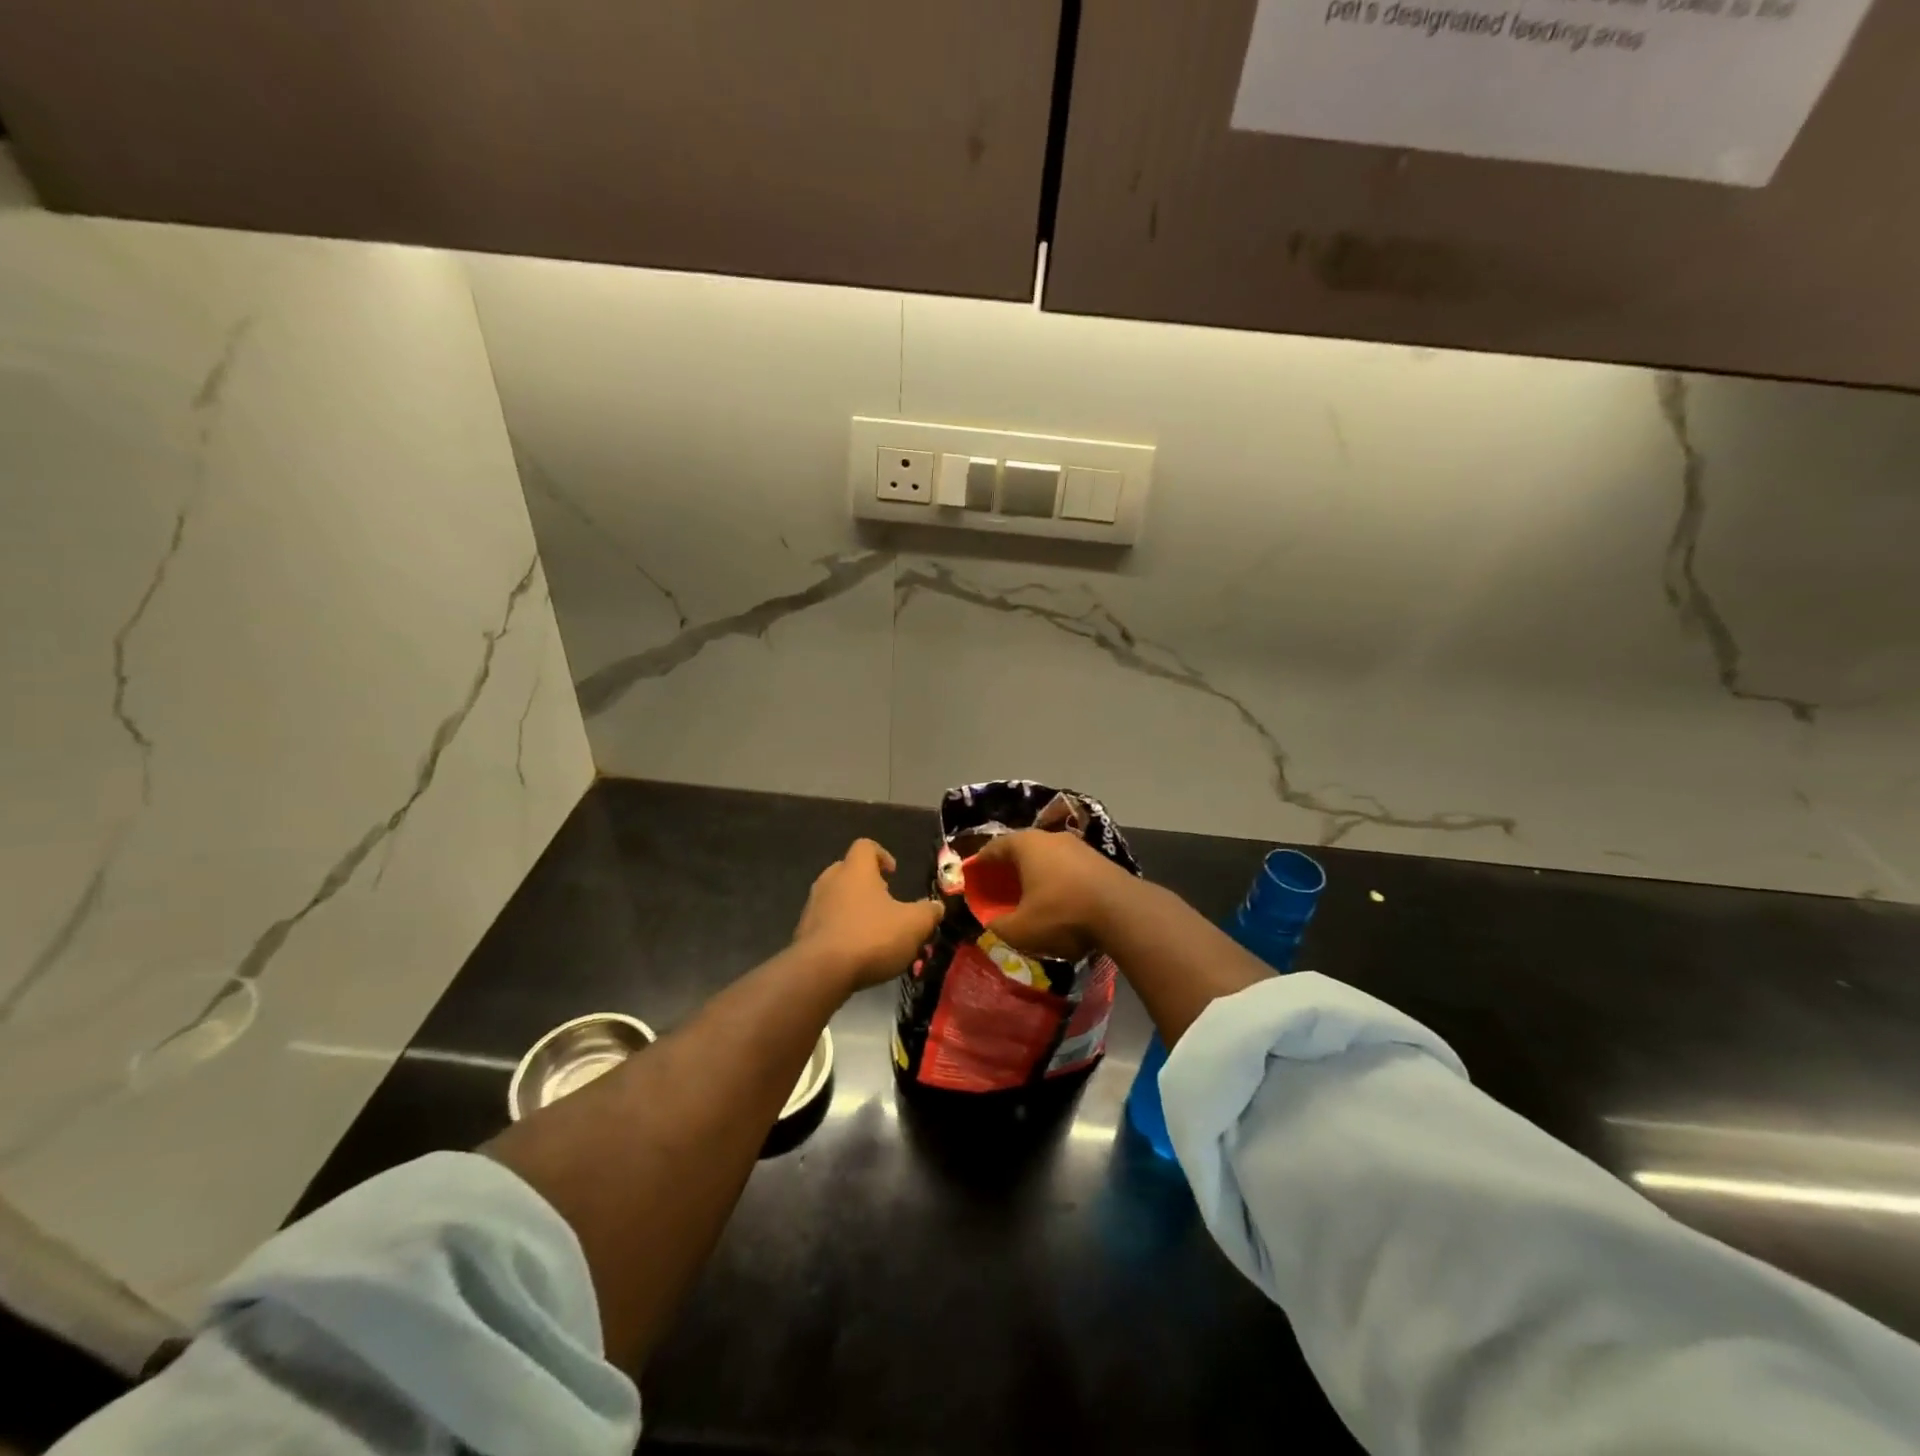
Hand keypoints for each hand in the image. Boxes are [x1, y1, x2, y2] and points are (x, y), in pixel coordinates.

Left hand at [792, 839, 943, 990]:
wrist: (820, 972)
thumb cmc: (871, 937)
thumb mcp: (913, 925)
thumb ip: (928, 913)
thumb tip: (936, 907)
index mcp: (855, 870)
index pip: (865, 846)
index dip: (881, 854)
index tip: (893, 873)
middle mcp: (829, 881)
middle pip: (847, 870)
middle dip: (865, 884)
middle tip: (884, 903)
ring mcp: (812, 907)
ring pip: (834, 898)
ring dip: (851, 909)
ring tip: (871, 931)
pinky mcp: (803, 933)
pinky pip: (824, 923)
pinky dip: (839, 931)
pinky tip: (853, 952)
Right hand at [971, 830, 1136, 960]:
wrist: (1123, 912)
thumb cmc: (1062, 914)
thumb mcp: (1020, 930)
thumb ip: (998, 925)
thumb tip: (991, 923)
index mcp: (1025, 844)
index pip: (993, 848)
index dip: (980, 865)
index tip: (973, 879)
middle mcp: (1050, 837)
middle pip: (1021, 850)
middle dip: (1008, 869)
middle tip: (999, 889)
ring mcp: (1078, 846)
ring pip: (1047, 858)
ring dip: (1036, 875)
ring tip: (1029, 896)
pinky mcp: (1099, 860)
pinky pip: (1068, 868)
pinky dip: (1057, 881)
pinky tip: (1058, 900)